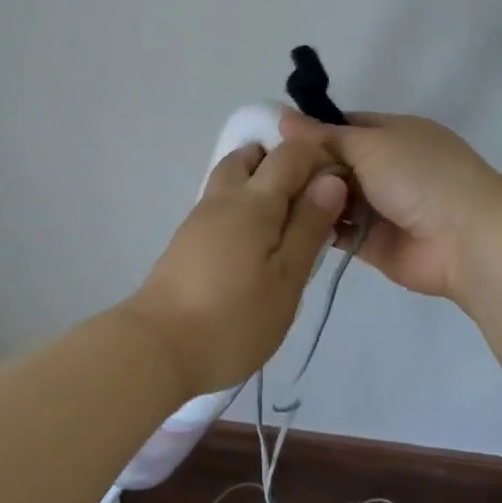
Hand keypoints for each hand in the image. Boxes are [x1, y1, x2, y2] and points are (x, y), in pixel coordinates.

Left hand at [127, 139, 348, 397]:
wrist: (158, 348)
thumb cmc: (234, 318)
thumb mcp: (286, 278)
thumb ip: (309, 225)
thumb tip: (331, 178)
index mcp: (253, 200)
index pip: (290, 154)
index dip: (319, 157)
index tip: (343, 186)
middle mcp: (223, 197)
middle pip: (252, 156)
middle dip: (285, 164)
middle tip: (312, 204)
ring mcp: (199, 218)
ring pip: (232, 178)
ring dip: (261, 184)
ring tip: (287, 227)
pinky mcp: (187, 240)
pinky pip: (222, 204)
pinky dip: (244, 207)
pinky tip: (257, 245)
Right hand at [278, 110, 501, 300]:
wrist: (466, 241)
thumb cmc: (420, 177)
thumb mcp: (371, 145)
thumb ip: (325, 136)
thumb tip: (282, 116)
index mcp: (395, 134)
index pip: (344, 125)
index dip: (311, 130)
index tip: (271, 137)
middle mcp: (388, 167)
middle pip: (336, 163)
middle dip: (305, 166)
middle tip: (262, 171)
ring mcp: (382, 207)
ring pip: (335, 197)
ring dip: (310, 197)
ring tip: (267, 197)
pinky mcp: (374, 243)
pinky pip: (339, 230)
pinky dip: (318, 226)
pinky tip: (286, 223)